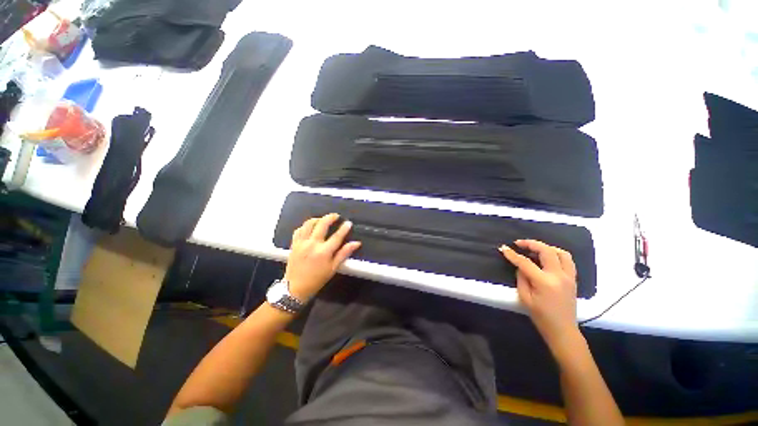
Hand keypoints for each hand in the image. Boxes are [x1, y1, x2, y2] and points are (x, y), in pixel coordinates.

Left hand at [285, 214, 361, 302]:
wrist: (295, 288)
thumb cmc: (317, 279)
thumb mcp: (333, 268)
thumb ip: (344, 253)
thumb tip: (356, 243)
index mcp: (324, 252)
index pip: (337, 236)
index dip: (344, 228)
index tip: (348, 223)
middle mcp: (312, 244)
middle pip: (322, 224)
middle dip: (330, 217)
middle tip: (336, 216)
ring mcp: (301, 243)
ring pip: (309, 224)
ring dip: (317, 219)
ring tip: (323, 219)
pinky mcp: (294, 244)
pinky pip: (298, 230)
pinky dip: (305, 226)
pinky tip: (310, 227)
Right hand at [500, 240, 580, 357]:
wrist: (563, 330)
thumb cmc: (540, 316)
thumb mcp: (524, 297)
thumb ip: (521, 278)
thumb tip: (520, 266)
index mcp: (544, 282)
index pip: (525, 262)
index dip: (512, 254)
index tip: (503, 248)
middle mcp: (559, 276)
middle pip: (546, 251)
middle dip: (531, 244)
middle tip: (519, 243)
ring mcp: (569, 277)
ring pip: (561, 253)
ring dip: (546, 247)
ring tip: (535, 248)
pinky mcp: (573, 279)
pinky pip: (567, 260)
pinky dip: (556, 254)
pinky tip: (547, 257)